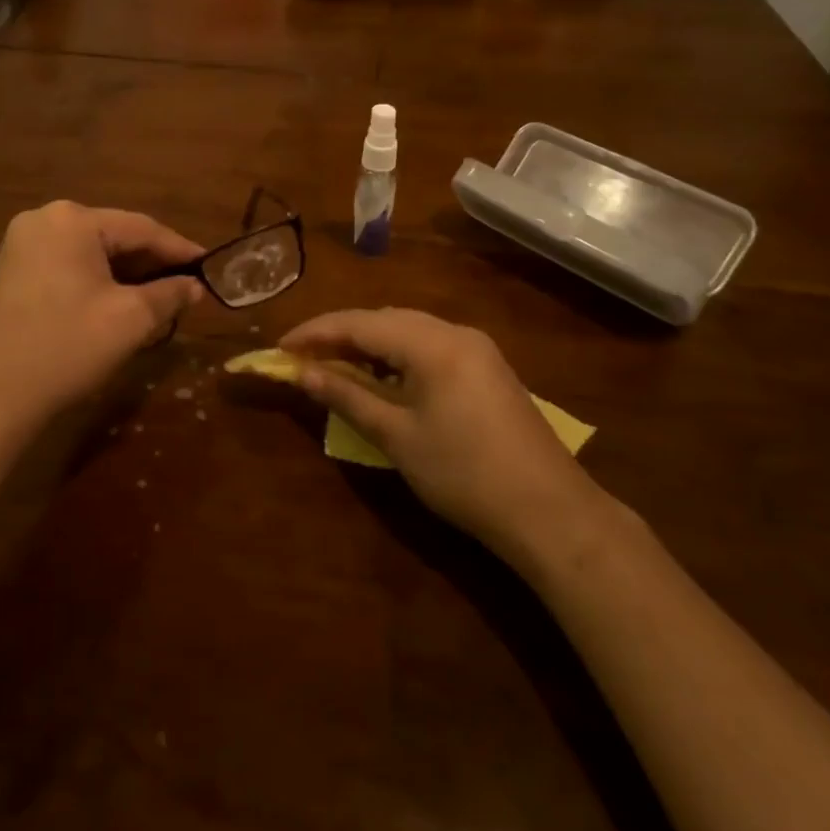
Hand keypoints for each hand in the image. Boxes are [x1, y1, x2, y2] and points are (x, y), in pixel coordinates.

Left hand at [0, 202, 203, 431]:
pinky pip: (68, 265)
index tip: (210, 267)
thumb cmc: (67, 348)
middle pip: (114, 236)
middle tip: (187, 286)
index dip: (180, 249)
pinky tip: (118, 301)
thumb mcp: (130, 320)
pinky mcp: (12, 270)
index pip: (141, 228)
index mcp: (72, 220)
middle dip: (152, 263)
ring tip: (160, 296)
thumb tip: (196, 287)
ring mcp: (22, 244)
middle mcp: (44, 219)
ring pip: (92, 252)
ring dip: (126, 273)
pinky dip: (97, 280)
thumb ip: (170, 294)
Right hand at [280, 308, 598, 548]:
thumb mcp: (396, 436)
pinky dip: (397, 354)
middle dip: (340, 333)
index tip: (280, 347)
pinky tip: (383, 376)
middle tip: (303, 356)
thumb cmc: (463, 474)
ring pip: (408, 330)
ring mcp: (476, 348)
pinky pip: (430, 345)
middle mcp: (455, 332)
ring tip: (335, 364)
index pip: (360, 323)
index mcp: (432, 343)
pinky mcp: (487, 367)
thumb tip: (302, 373)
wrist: (549, 511)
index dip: (316, 332)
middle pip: (384, 319)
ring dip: (369, 342)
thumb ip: (347, 395)